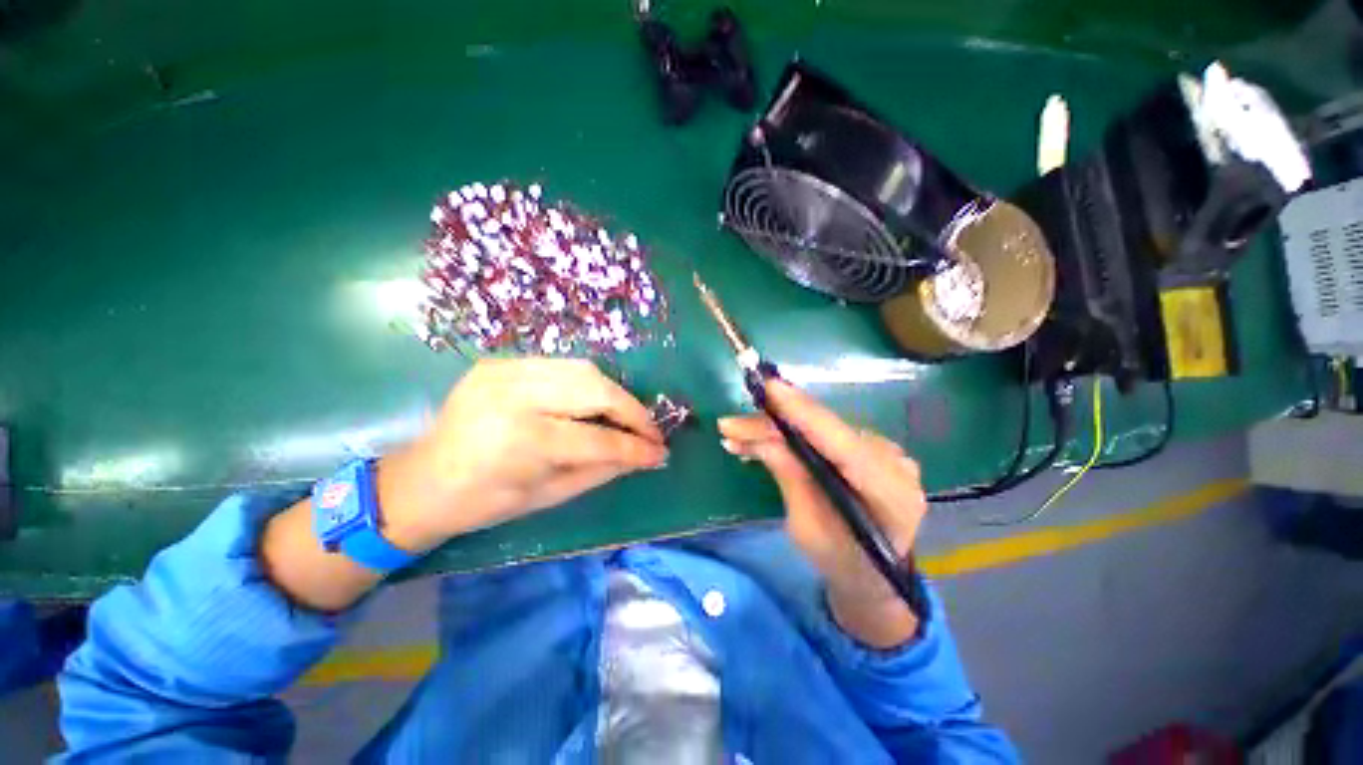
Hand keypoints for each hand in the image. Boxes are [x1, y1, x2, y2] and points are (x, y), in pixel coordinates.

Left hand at [379, 358, 668, 552]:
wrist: (422, 479)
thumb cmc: (484, 501)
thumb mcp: (549, 496)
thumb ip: (602, 470)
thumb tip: (644, 456)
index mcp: (522, 441)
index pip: (598, 438)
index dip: (635, 446)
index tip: (660, 452)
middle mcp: (515, 396)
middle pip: (596, 389)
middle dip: (632, 410)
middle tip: (650, 431)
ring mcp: (505, 371)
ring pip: (584, 369)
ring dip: (613, 393)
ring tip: (626, 416)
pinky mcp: (501, 362)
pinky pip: (561, 366)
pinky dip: (587, 383)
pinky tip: (594, 402)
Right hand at [718, 380, 926, 645]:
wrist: (873, 576)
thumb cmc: (840, 564)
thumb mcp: (807, 530)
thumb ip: (790, 478)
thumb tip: (761, 439)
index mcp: (890, 492)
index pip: (841, 443)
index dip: (803, 413)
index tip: (770, 389)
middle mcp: (893, 461)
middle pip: (824, 430)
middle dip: (773, 424)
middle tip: (730, 426)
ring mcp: (884, 451)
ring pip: (819, 428)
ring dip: (776, 429)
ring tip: (736, 434)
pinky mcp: (868, 447)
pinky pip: (823, 433)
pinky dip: (791, 434)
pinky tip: (762, 438)